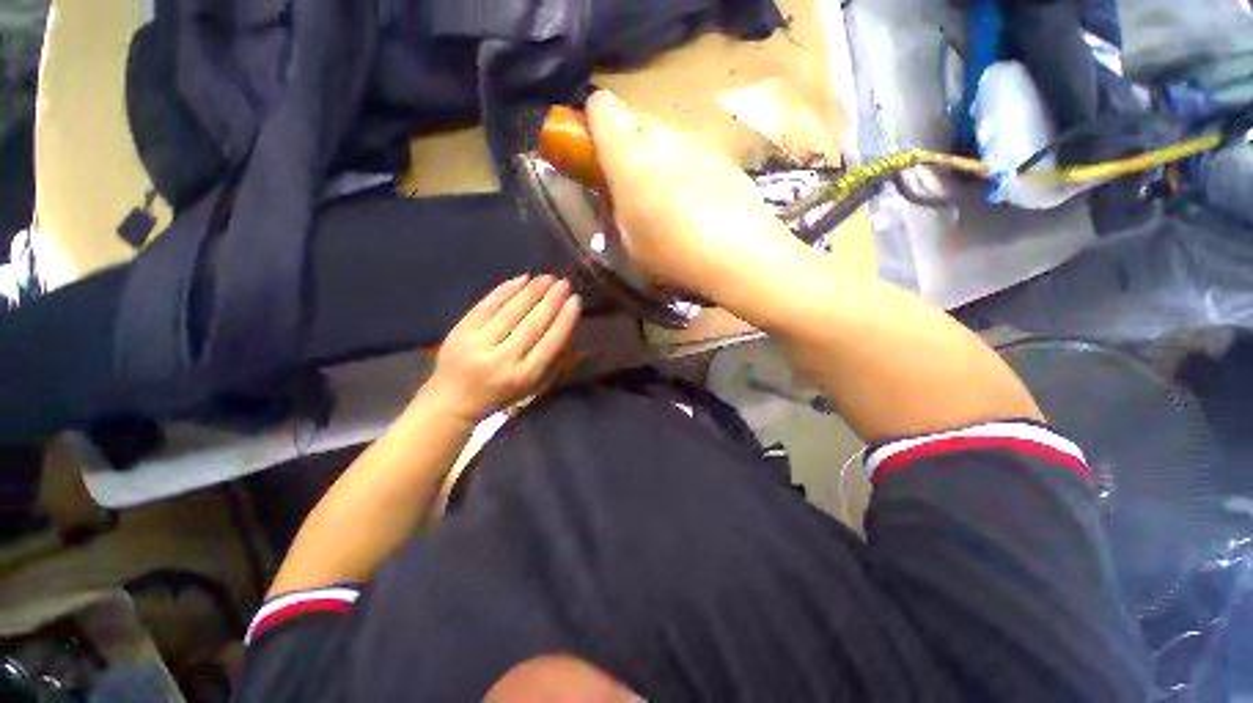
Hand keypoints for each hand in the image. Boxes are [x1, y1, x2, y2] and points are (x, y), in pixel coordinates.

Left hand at [421, 275, 580, 423]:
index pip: (551, 342)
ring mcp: (479, 344)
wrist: (453, 400)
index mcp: (524, 376)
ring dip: (532, 291)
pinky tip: (521, 279)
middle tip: (564, 283)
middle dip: (551, 301)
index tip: (575, 301)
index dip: (565, 319)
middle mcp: (503, 360)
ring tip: (547, 278)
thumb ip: (555, 362)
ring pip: (511, 312)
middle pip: (532, 324)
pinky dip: (505, 290)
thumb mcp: (534, 387)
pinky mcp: (461, 332)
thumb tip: (569, 329)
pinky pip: (487, 306)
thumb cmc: (501, 394)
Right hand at [586, 90, 799, 297]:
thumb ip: (617, 209)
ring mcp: (697, 144)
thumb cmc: (672, 253)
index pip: (601, 108)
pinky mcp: (724, 158)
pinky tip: (699, 207)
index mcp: (628, 156)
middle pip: (637, 125)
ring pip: (668, 142)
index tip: (597, 149)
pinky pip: (695, 157)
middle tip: (635, 188)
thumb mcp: (629, 242)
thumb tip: (618, 193)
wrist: (740, 253)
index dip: (595, 122)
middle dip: (630, 149)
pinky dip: (689, 174)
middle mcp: (661, 138)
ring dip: (662, 163)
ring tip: (671, 204)